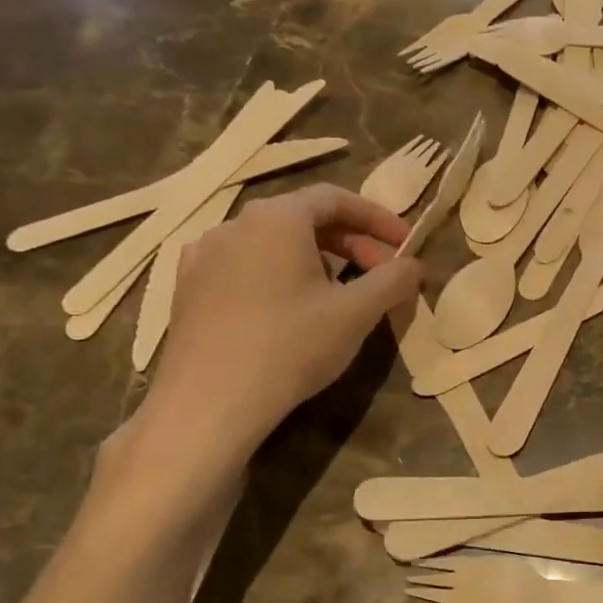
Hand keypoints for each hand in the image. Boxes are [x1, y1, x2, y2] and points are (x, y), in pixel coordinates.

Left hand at [117, 185, 420, 502]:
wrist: (208, 404)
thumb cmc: (290, 347)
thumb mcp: (356, 313)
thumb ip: (392, 281)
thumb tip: (414, 265)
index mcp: (277, 218)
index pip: (335, 198)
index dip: (377, 217)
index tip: (405, 243)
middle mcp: (235, 224)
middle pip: (303, 219)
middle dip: (350, 244)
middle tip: (382, 275)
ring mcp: (204, 256)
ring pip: (273, 244)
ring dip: (316, 261)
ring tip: (339, 295)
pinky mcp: (188, 289)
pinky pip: (244, 267)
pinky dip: (278, 276)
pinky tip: (288, 310)